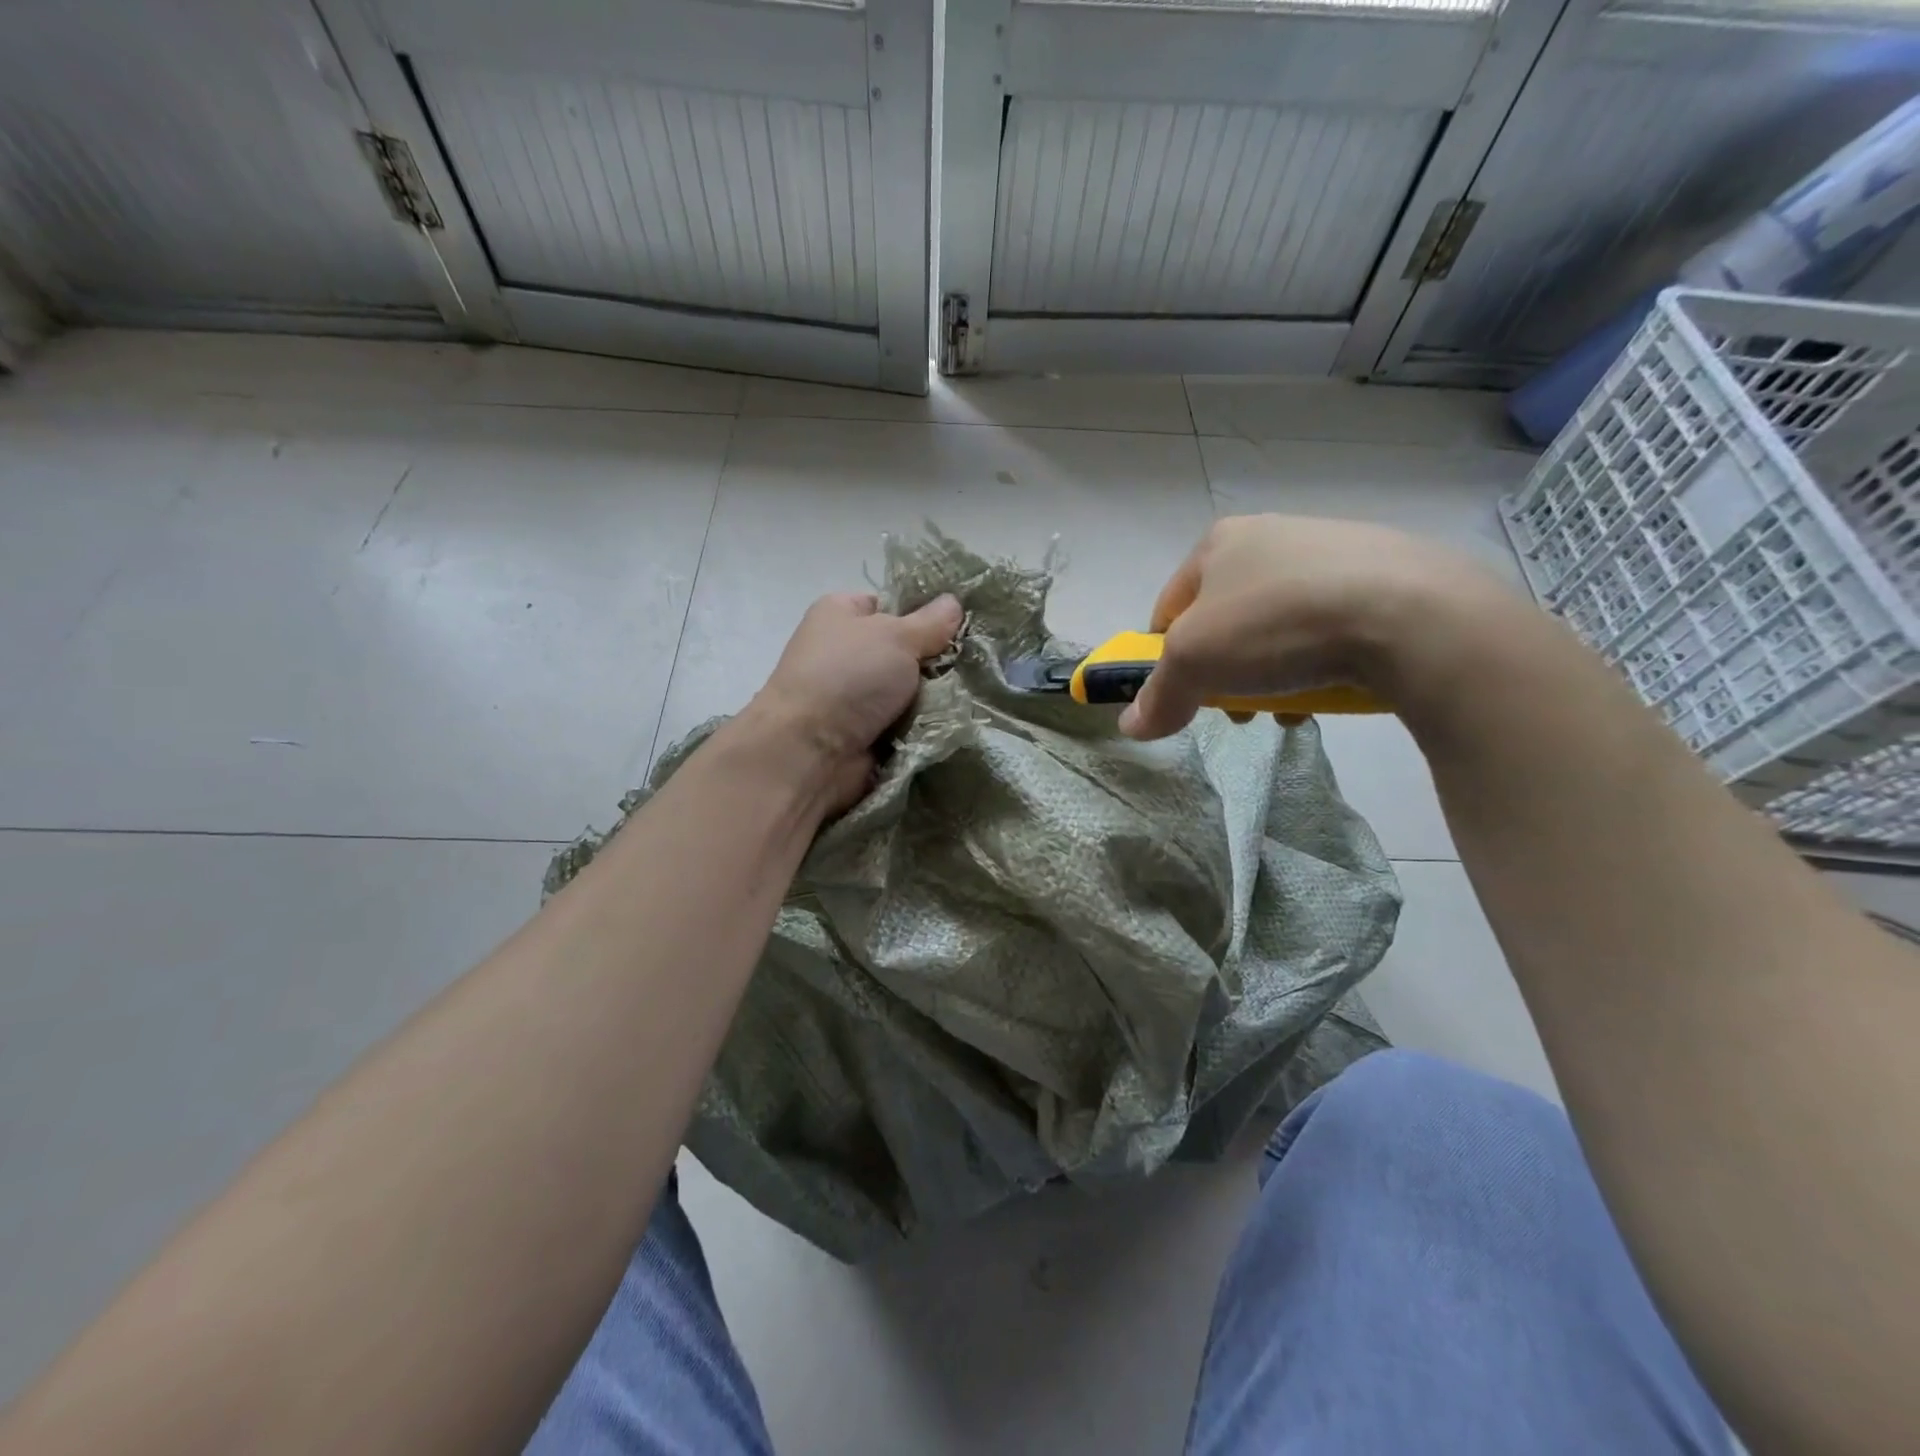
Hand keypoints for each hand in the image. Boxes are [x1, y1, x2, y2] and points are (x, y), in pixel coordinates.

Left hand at [739, 590, 963, 811]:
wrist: (810, 751)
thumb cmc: (848, 677)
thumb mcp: (897, 636)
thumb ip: (930, 622)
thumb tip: (953, 603)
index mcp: (840, 614)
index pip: (887, 604)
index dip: (920, 614)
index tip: (955, 627)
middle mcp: (843, 652)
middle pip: (903, 650)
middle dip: (932, 661)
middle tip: (966, 666)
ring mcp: (852, 696)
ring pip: (908, 690)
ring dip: (932, 698)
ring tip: (964, 698)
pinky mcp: (862, 733)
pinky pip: (904, 723)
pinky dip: (922, 726)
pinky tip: (946, 725)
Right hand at [1118, 515, 1510, 740]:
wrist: (1409, 613)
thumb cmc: (1276, 624)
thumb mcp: (1195, 664)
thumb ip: (1157, 696)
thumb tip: (1129, 726)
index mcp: (1219, 543)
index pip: (1168, 609)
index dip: (1166, 658)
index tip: (1184, 696)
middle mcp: (1271, 535)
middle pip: (1224, 620)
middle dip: (1224, 671)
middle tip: (1239, 708)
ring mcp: (1331, 549)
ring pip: (1276, 626)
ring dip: (1271, 671)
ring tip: (1290, 705)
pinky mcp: (1384, 573)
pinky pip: (1328, 625)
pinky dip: (1320, 659)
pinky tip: (1333, 686)